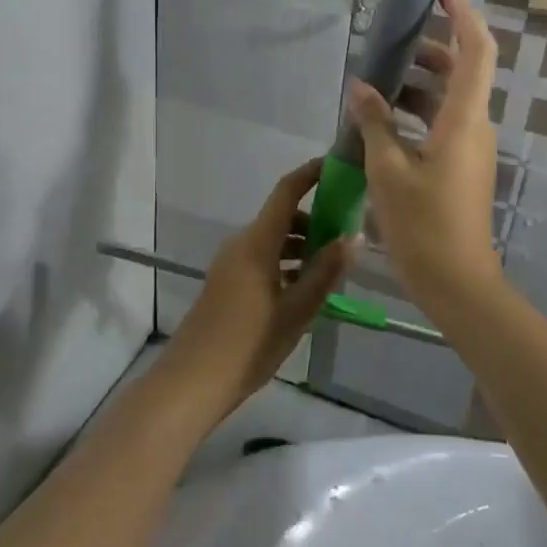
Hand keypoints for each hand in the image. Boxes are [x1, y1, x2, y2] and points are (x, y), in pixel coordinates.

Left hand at [155, 160, 355, 425]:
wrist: (193, 380)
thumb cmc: (249, 343)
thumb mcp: (297, 309)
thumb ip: (325, 271)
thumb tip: (353, 238)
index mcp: (257, 242)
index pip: (286, 191)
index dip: (311, 174)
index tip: (337, 166)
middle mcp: (241, 243)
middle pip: (282, 217)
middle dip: (315, 220)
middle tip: (348, 236)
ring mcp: (231, 263)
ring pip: (273, 240)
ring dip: (302, 246)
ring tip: (333, 269)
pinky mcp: (227, 282)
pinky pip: (262, 258)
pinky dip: (286, 263)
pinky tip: (305, 290)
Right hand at [346, 0, 502, 299]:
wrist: (457, 283)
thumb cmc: (423, 224)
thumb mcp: (388, 169)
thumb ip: (374, 122)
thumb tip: (360, 86)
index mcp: (464, 118)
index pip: (476, 49)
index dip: (462, 13)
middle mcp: (474, 125)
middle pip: (459, 70)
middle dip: (426, 50)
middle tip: (386, 43)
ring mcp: (470, 147)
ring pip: (446, 99)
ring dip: (414, 85)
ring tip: (372, 84)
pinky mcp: (460, 166)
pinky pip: (440, 124)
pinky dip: (414, 113)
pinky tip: (379, 122)